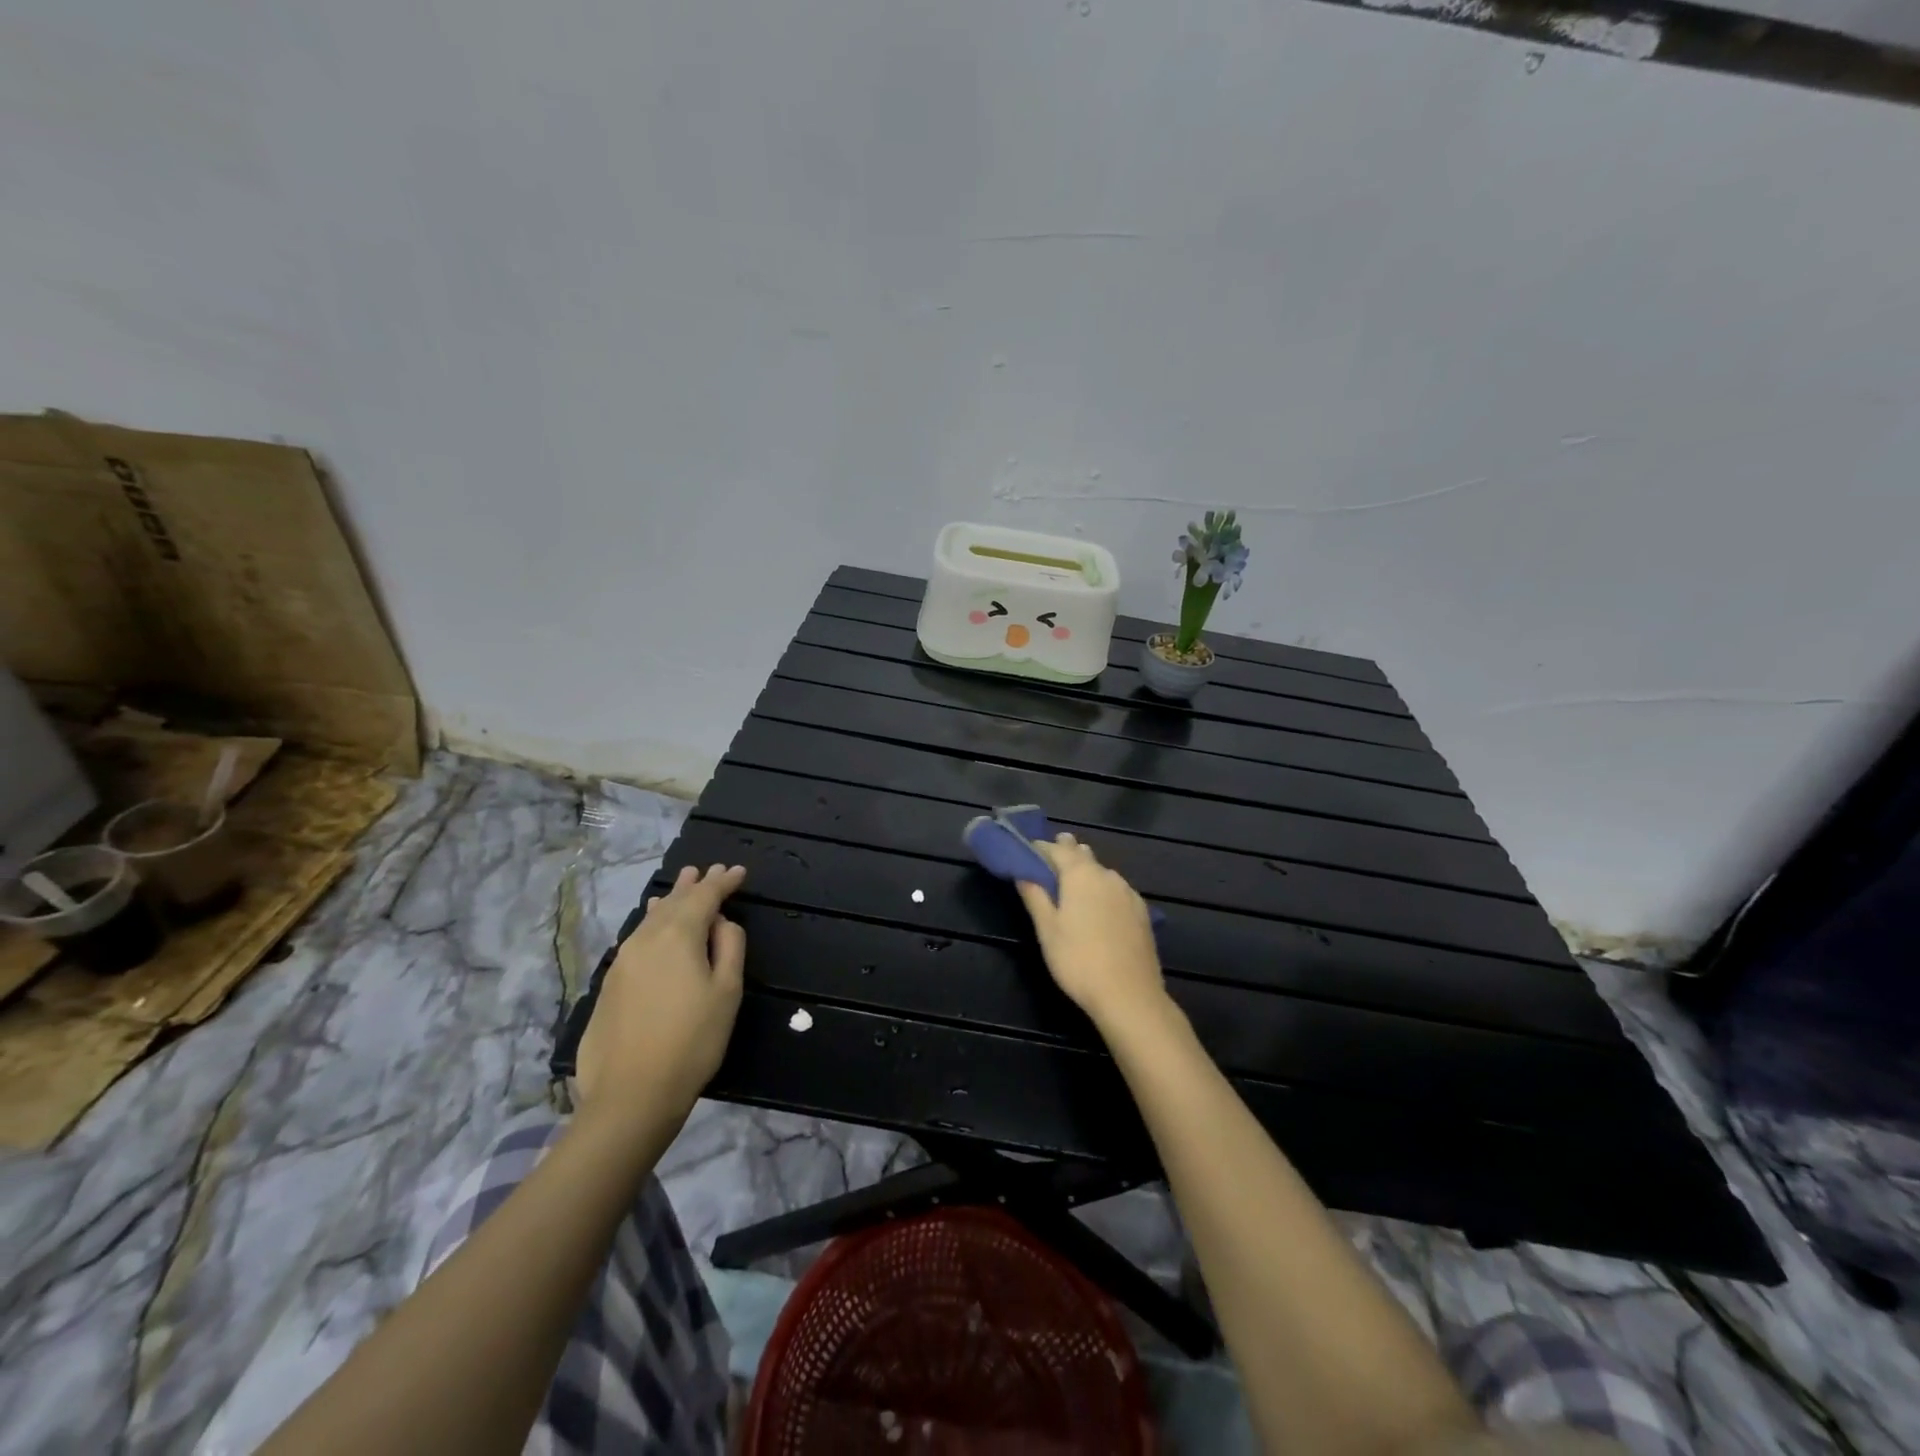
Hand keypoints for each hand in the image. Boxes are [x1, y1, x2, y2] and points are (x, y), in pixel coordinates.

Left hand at [576, 863, 746, 1128]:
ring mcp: (622, 961)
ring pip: (650, 918)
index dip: (723, 882)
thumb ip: (730, 947)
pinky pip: (637, 937)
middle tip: (708, 870)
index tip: (738, 871)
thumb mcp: (727, 991)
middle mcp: (646, 938)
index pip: (704, 896)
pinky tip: (652, 923)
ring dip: (670, 900)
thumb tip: (722, 922)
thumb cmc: (692, 1040)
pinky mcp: (610, 984)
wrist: (631, 1094)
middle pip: (673, 902)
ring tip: (680, 885)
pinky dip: (652, 922)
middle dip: (694, 885)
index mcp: (678, 935)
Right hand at [1014, 834, 1167, 1031]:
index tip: (1028, 851)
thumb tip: (1023, 872)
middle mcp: (1107, 875)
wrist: (1129, 995)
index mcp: (1081, 875)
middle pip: (1083, 855)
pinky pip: (1117, 890)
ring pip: (1102, 872)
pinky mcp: (1142, 912)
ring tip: (1073, 880)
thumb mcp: (1047, 930)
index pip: (1057, 849)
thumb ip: (1035, 896)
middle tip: (1051, 857)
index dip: (1040, 848)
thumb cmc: (1078, 960)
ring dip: (1086, 871)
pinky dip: (1103, 889)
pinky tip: (1100, 904)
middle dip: (1066, 852)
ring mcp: (1128, 893)